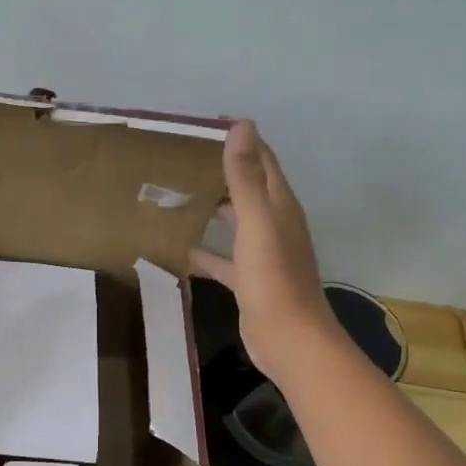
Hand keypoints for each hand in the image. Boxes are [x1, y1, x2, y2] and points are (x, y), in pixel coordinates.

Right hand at [189, 122, 341, 381]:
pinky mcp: (248, 280)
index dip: (241, 140)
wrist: (290, 340)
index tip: (207, 124)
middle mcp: (274, 225)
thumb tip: (242, 127)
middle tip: (181, 159)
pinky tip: (180, 249)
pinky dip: (205, 251)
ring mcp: (262, 254)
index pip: (262, 160)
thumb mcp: (257, 224)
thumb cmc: (274, 280)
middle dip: (221, 171)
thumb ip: (246, 178)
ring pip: (235, 221)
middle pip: (248, 188)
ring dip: (212, 208)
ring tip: (175, 197)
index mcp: (280, 206)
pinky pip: (223, 258)